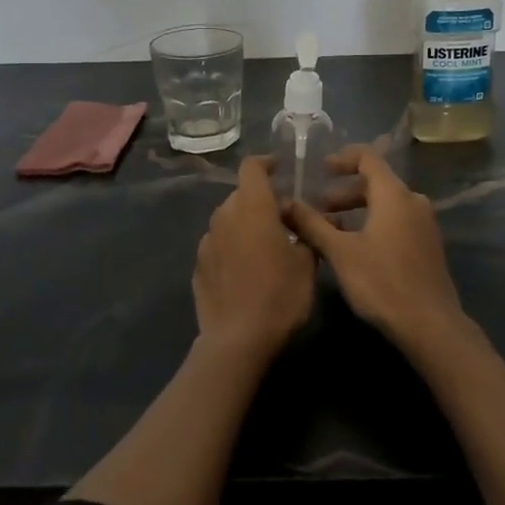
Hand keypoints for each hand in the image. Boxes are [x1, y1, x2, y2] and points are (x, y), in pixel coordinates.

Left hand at [193, 157, 316, 360]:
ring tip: (263, 247)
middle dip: (260, 200)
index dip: (265, 163)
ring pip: (228, 220)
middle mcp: (225, 216)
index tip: (278, 169)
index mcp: (253, 207)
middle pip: (241, 195)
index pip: (251, 168)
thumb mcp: (307, 264)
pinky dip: (231, 247)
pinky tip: (245, 271)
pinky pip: (218, 245)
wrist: (237, 341)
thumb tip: (300, 219)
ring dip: (244, 224)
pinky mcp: (198, 266)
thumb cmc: (280, 296)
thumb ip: (305, 232)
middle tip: (282, 220)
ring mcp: (207, 241)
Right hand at [286, 146, 470, 349]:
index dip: (343, 159)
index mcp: (394, 195)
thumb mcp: (340, 252)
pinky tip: (356, 247)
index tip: (321, 169)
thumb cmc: (382, 282)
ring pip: (386, 204)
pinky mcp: (428, 245)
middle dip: (344, 191)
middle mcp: (413, 201)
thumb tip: (284, 203)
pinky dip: (374, 223)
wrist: (430, 325)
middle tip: (319, 207)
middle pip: (377, 182)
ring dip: (358, 210)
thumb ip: (312, 224)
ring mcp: (425, 224)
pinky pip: (397, 221)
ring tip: (331, 229)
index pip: (368, 158)